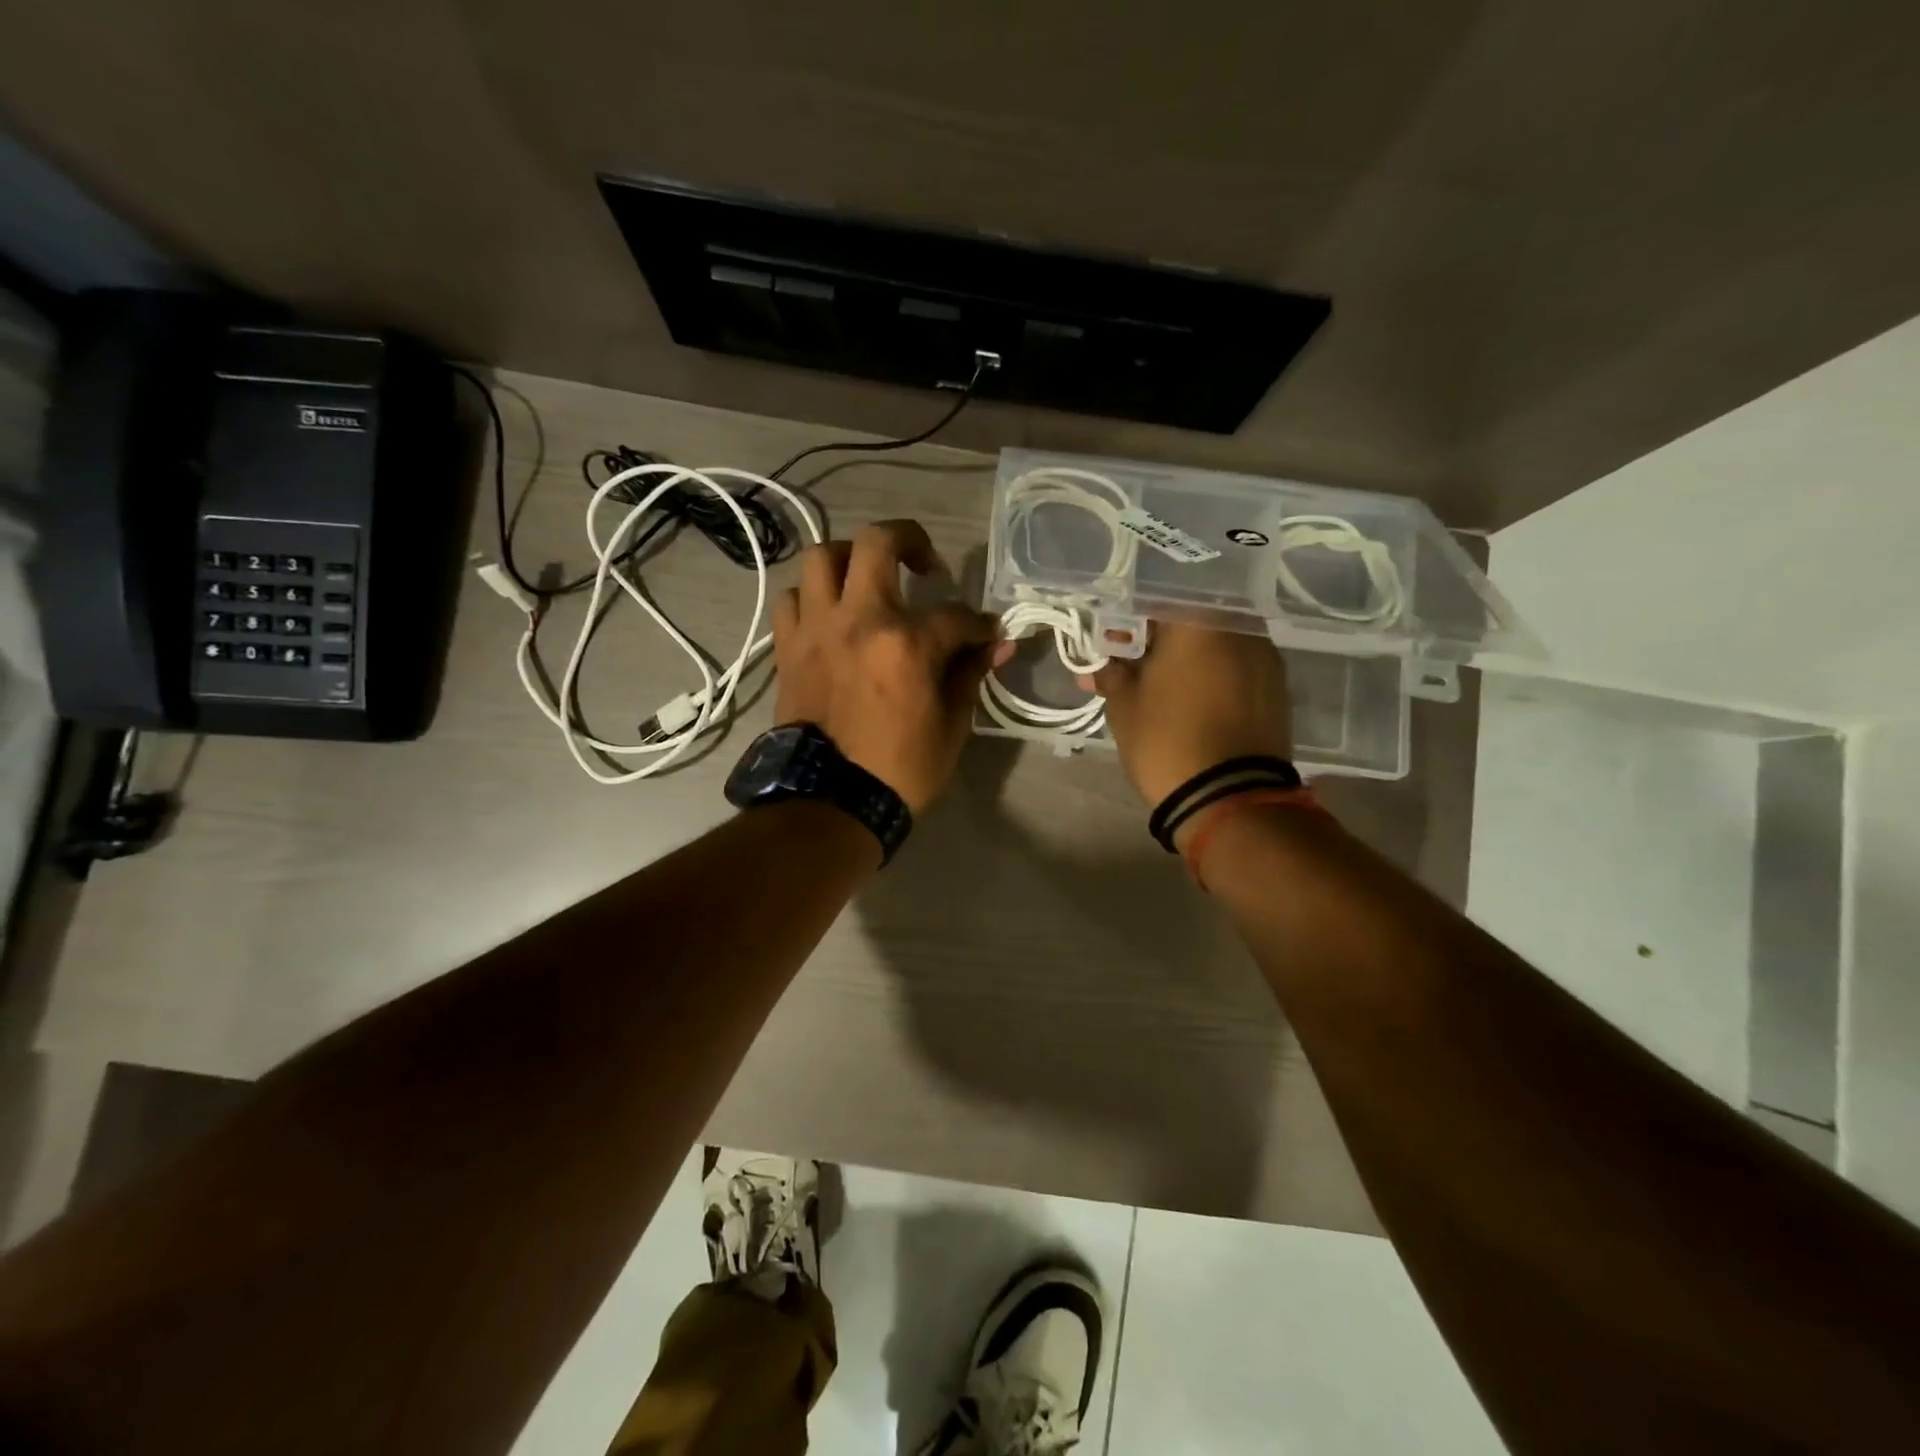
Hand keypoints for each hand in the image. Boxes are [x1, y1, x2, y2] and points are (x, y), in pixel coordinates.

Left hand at [773, 520, 1004, 812]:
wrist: (830, 802)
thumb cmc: (899, 770)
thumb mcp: (951, 726)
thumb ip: (970, 673)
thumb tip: (996, 644)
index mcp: (906, 643)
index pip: (955, 616)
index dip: (979, 625)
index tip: (987, 635)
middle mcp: (858, 620)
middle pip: (877, 542)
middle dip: (911, 540)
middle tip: (925, 564)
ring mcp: (817, 629)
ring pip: (822, 558)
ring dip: (851, 559)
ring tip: (868, 580)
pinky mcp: (789, 647)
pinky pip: (792, 599)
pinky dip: (812, 597)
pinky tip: (830, 614)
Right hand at [1090, 622, 1292, 807]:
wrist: (1230, 799)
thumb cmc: (1166, 741)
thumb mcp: (1124, 706)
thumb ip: (1110, 673)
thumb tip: (1097, 665)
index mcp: (1196, 619)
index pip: (1152, 600)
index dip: (1126, 619)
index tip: (1111, 641)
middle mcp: (1239, 625)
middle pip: (1189, 616)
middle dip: (1159, 636)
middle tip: (1133, 662)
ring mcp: (1265, 655)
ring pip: (1216, 641)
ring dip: (1188, 655)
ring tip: (1162, 683)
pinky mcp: (1277, 686)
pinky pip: (1237, 665)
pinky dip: (1213, 673)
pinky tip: (1193, 697)